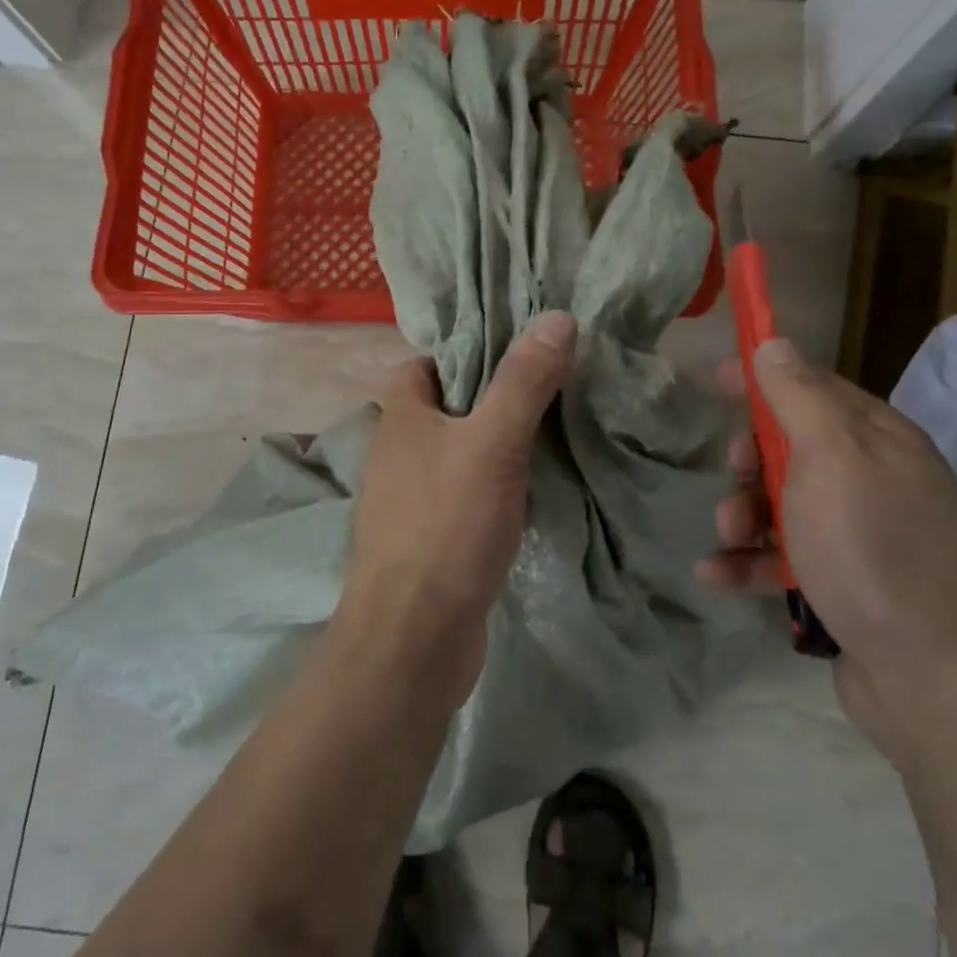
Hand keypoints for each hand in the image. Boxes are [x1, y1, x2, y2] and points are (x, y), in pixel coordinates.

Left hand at [335, 311, 576, 711]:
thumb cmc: (446, 526)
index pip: (427, 363)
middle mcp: (399, 452)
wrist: (413, 640)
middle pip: (449, 406)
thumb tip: (557, 316)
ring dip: (501, 445)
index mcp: (401, 417)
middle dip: (496, 397)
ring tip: (555, 434)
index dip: (468, 352)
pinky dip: (498, 488)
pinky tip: (535, 494)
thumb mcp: (492, 443)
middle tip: (552, 390)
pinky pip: (468, 496)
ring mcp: (413, 499)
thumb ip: (524, 381)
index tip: (519, 351)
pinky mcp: (432, 538)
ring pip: (462, 453)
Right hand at [698, 339, 956, 773]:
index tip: (714, 378)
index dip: (763, 379)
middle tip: (733, 474)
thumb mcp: (833, 457)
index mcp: (879, 440)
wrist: (940, 683)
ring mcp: (862, 538)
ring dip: (742, 516)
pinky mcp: (845, 588)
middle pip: (793, 448)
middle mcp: (875, 481)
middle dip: (751, 460)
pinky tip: (715, 576)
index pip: (813, 387)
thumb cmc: (876, 549)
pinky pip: (784, 560)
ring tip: (727, 538)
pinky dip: (748, 563)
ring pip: (783, 506)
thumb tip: (775, 342)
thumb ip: (799, 396)